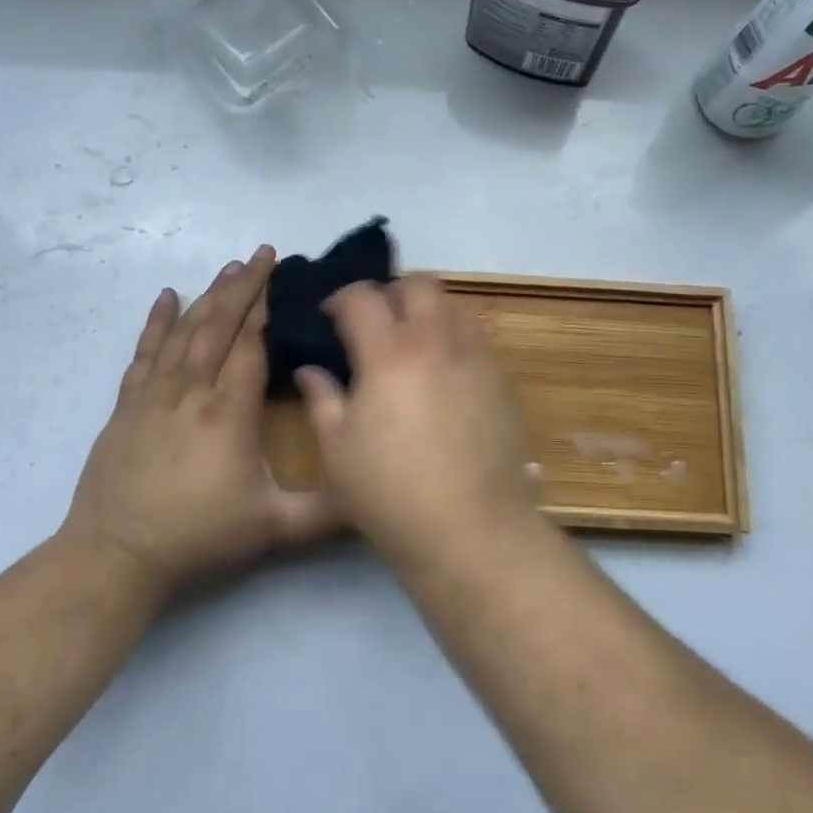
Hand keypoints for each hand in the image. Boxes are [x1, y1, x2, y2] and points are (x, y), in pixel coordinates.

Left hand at [61, 246, 339, 596]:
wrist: (115, 556)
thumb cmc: (197, 537)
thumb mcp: (272, 528)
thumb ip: (326, 510)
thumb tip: (372, 491)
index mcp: (228, 412)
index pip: (250, 345)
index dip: (267, 309)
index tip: (283, 278)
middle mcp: (192, 391)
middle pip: (219, 325)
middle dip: (244, 286)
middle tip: (264, 254)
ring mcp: (155, 394)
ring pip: (186, 331)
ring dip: (210, 295)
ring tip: (231, 267)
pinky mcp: (128, 404)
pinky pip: (145, 352)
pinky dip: (157, 321)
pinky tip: (167, 296)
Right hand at [295, 275, 538, 570]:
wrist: (470, 527)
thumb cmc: (390, 492)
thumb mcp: (338, 450)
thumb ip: (322, 399)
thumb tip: (311, 370)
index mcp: (389, 353)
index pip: (363, 297)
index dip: (341, 298)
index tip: (332, 317)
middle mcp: (436, 341)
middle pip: (417, 285)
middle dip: (391, 293)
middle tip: (375, 323)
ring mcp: (475, 357)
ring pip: (453, 306)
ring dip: (427, 312)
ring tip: (412, 344)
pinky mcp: (501, 379)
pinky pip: (476, 338)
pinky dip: (454, 339)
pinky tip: (443, 374)